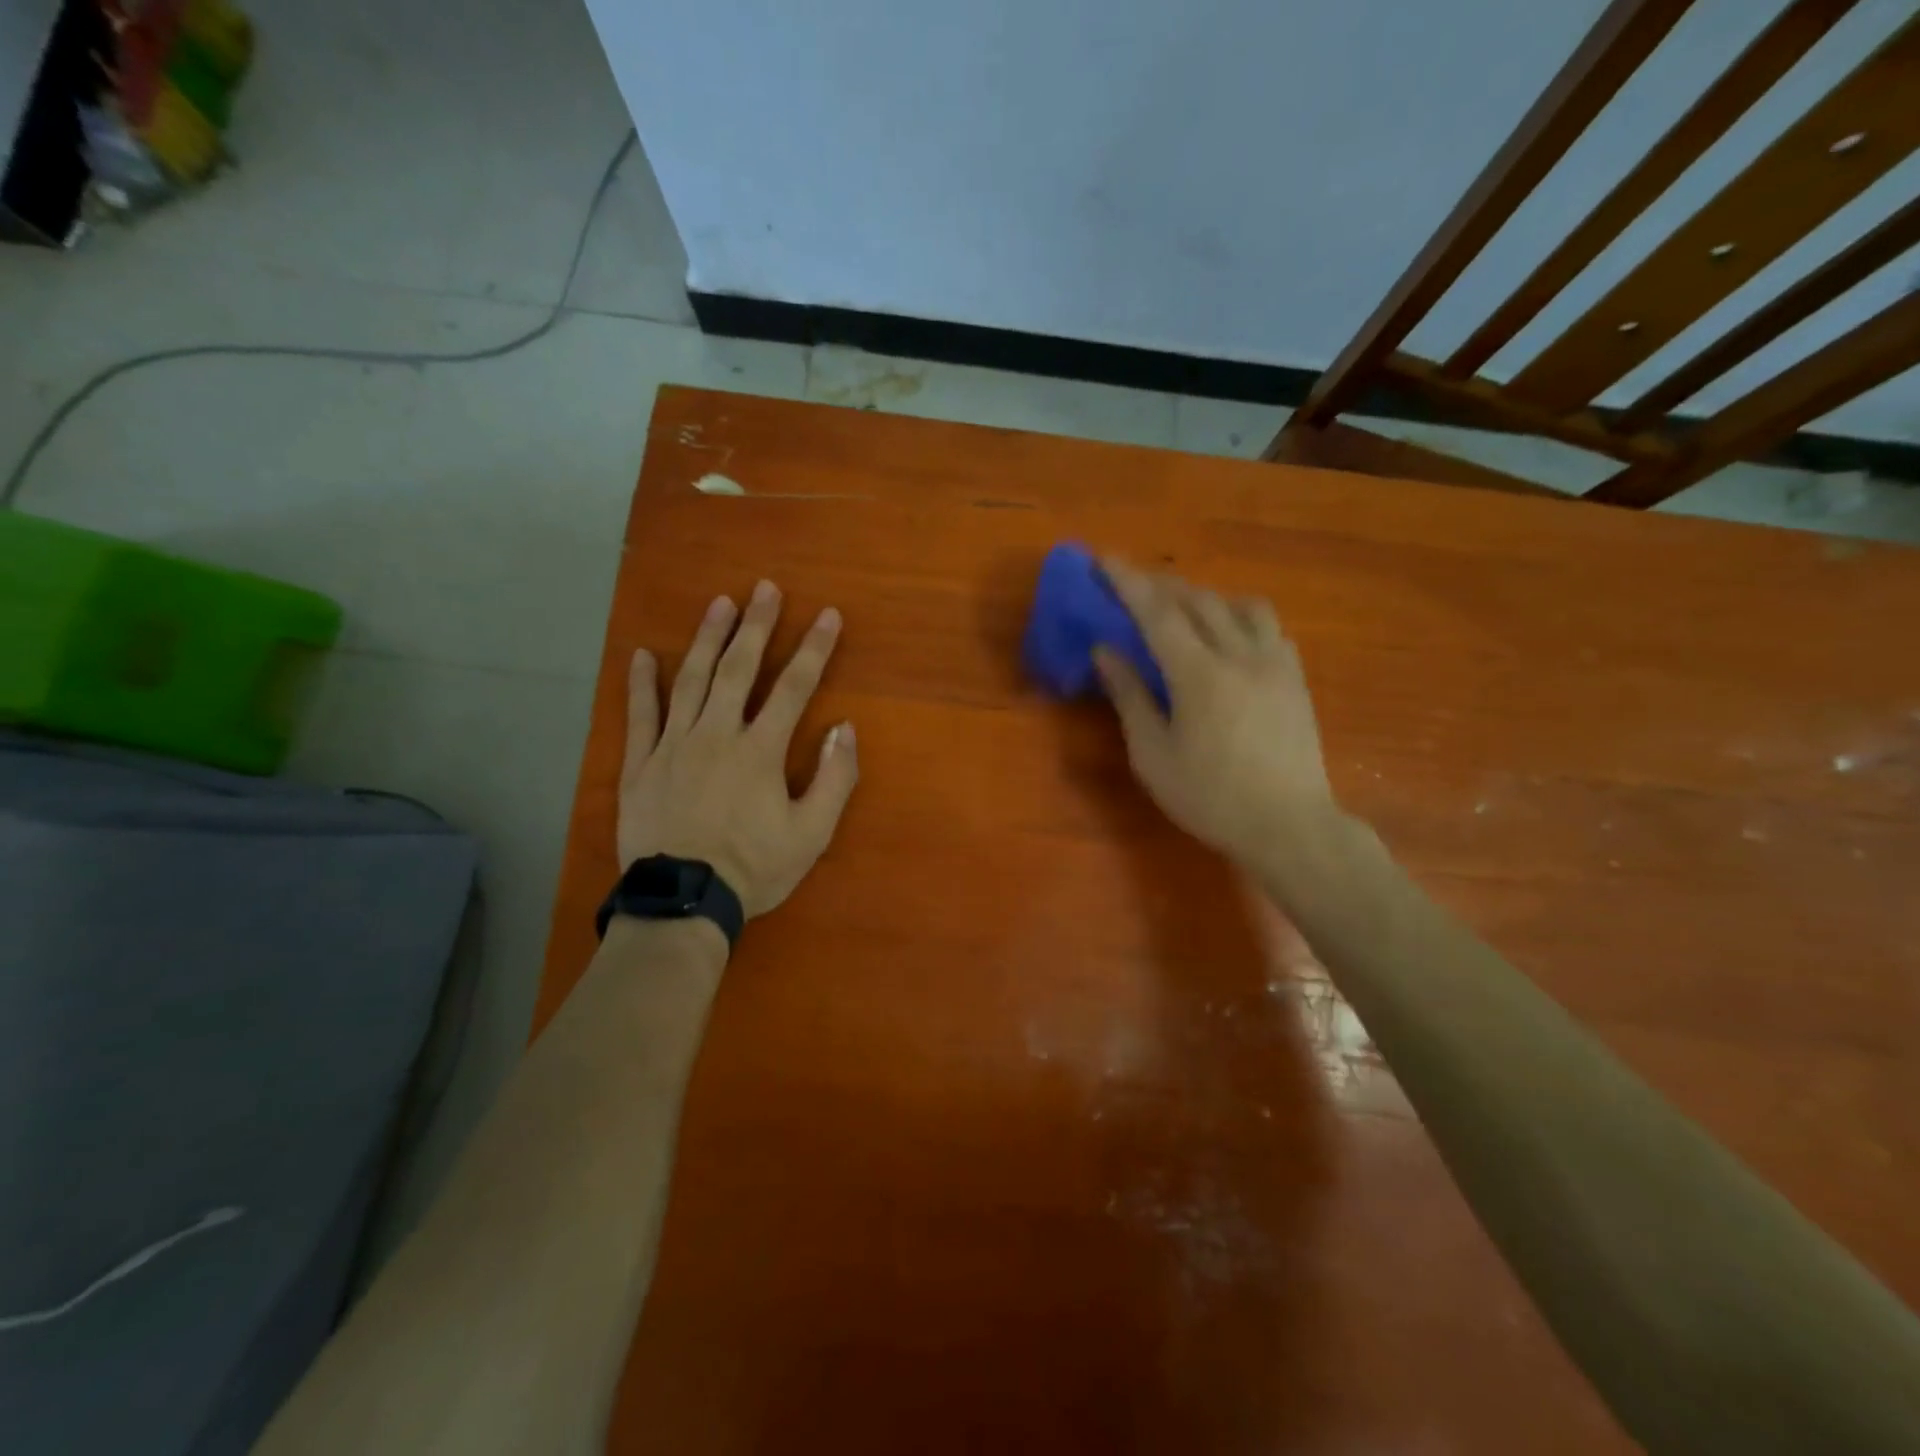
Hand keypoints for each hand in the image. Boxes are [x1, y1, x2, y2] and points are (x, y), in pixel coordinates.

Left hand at [619, 580, 858, 918]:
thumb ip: (833, 778)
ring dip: (706, 639)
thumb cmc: (754, 868)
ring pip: (690, 681)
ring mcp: (673, 746)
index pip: (793, 687)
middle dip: (756, 626)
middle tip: (765, 588)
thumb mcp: (812, 833)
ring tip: (719, 604)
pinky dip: (642, 684)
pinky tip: (642, 655)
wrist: (684, 901)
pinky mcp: (640, 765)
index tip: (828, 616)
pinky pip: (640, 716)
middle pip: (738, 669)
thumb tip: (843, 728)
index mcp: (760, 750)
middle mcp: (716, 734)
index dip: (814, 649)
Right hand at [1094, 559, 1338, 868]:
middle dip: (1161, 585)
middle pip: (1198, 600)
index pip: (1157, 613)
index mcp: (1198, 674)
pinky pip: (1269, 627)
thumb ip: (1129, 696)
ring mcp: (1275, 663)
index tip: (1103, 559)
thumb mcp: (1153, 755)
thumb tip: (1105, 651)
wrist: (1288, 825)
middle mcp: (1240, 655)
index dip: (1127, 582)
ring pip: (1240, 605)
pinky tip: (1230, 635)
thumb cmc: (1209, 797)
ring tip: (1184, 607)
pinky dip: (1240, 617)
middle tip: (1133, 584)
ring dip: (1205, 596)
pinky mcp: (1295, 678)